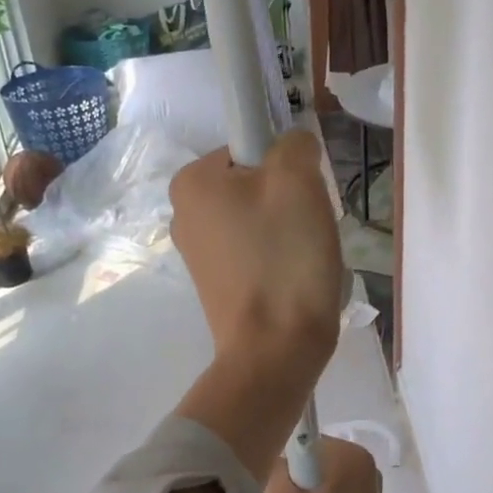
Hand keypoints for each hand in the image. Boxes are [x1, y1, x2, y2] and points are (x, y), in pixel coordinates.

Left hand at [170, 132, 343, 373]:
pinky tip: (294, 279)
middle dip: (290, 200)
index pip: (251, 146)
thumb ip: (294, 143)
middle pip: (256, 183)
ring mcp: (198, 253)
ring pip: (261, 218)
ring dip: (290, 230)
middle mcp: (184, 213)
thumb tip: (293, 147)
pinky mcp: (218, 284)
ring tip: (303, 259)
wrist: (276, 349)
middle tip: (308, 228)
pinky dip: (281, 258)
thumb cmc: (283, 257)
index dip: (286, 165)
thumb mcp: (297, 180)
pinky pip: (258, 251)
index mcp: (191, 182)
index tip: (302, 197)